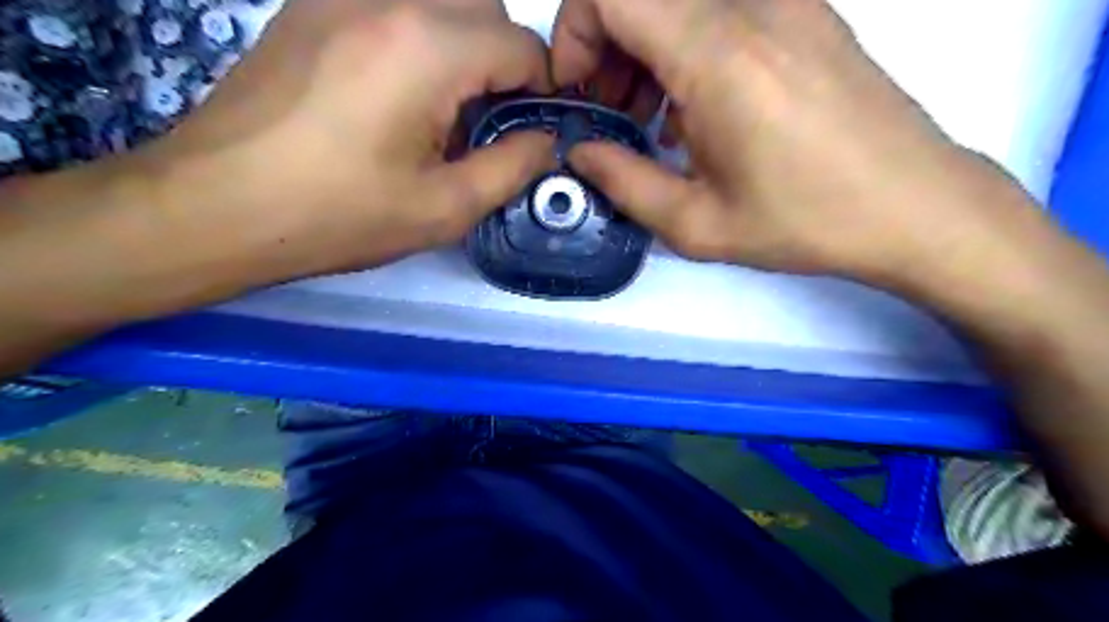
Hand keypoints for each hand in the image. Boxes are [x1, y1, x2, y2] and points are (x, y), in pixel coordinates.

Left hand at [148, 0, 555, 278]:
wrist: (217, 205)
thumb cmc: (338, 216)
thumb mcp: (444, 209)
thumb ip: (511, 168)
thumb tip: (543, 140)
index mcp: (426, 47)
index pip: (520, 44)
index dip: (541, 89)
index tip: (529, 131)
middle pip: (484, 7)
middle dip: (503, 62)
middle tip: (485, 123)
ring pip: (439, 1)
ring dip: (462, 47)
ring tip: (442, 110)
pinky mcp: (309, 5)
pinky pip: (392, 6)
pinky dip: (418, 39)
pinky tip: (397, 93)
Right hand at [553, 0, 1051, 288]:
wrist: (915, 205)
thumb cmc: (806, 222)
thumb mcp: (697, 223)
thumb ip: (623, 183)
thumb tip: (581, 152)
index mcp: (719, 55)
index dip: (574, 31)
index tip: (579, 90)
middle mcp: (754, 4)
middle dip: (604, 46)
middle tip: (611, 113)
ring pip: (679, 0)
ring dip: (645, 49)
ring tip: (649, 118)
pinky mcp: (807, 11)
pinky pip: (719, 9)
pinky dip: (685, 48)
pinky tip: (695, 110)